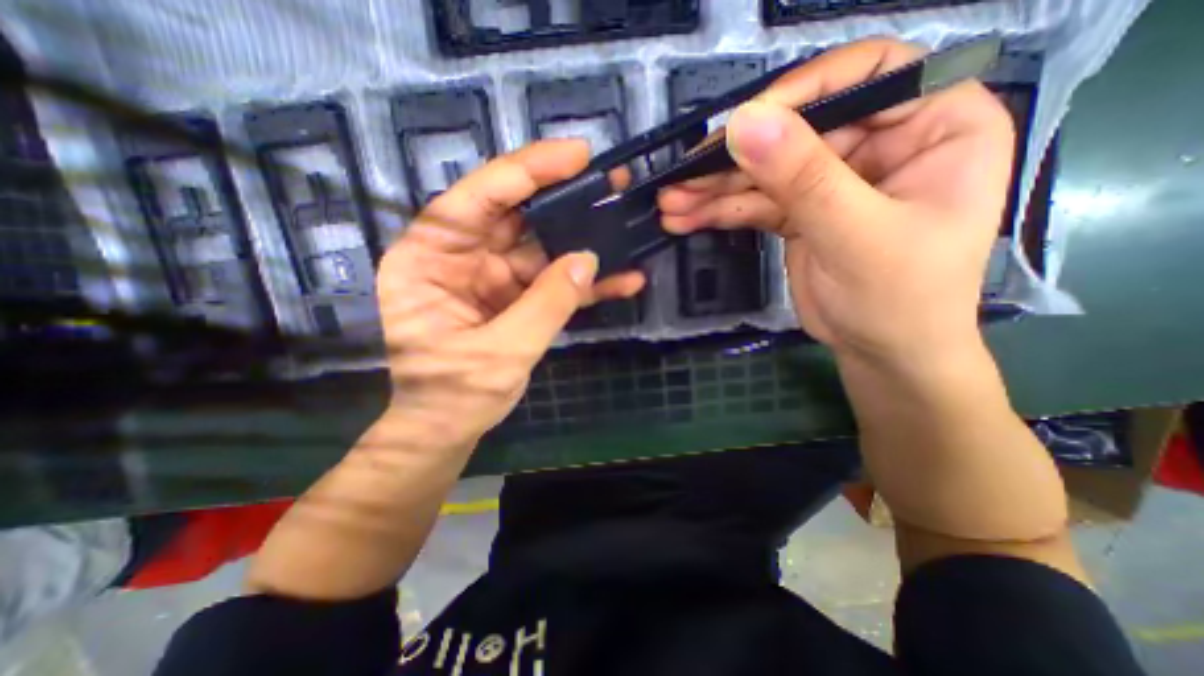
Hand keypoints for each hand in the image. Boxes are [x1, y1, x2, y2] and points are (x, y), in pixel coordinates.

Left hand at [374, 139, 643, 449]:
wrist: (450, 428)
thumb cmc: (454, 394)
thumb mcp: (500, 352)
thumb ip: (546, 304)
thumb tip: (587, 260)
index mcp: (429, 259)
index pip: (477, 199)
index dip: (526, 171)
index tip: (575, 155)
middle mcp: (460, 259)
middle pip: (515, 217)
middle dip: (564, 200)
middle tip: (609, 183)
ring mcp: (492, 279)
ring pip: (542, 248)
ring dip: (582, 241)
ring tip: (624, 224)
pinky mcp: (516, 298)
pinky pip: (553, 283)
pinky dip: (584, 283)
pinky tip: (622, 280)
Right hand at [657, 38, 1013, 366]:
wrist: (882, 353)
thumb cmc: (899, 298)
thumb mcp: (855, 235)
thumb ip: (802, 177)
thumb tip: (744, 124)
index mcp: (932, 125)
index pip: (866, 75)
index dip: (800, 91)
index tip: (742, 124)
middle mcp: (880, 142)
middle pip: (795, 131)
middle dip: (733, 159)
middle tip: (682, 178)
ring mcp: (833, 180)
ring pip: (765, 171)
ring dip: (714, 190)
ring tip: (671, 203)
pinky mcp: (800, 212)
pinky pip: (755, 203)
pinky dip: (720, 211)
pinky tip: (686, 218)